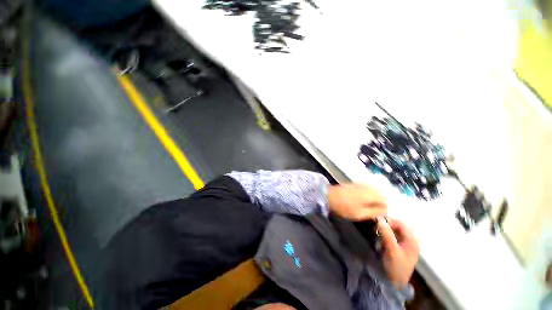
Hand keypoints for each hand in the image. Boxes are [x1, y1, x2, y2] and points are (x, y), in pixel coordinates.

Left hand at [327, 184, 386, 220]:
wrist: (328, 196)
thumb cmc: (344, 207)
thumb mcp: (360, 214)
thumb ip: (374, 212)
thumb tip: (385, 210)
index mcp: (371, 195)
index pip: (385, 200)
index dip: (385, 208)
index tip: (381, 215)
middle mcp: (368, 187)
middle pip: (381, 194)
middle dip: (381, 202)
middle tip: (376, 211)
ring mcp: (361, 184)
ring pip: (375, 190)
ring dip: (376, 197)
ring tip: (371, 206)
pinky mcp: (355, 183)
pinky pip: (367, 187)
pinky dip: (369, 193)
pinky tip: (365, 199)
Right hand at [378, 217, 418, 286]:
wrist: (394, 282)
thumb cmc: (396, 266)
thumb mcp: (392, 250)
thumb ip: (387, 234)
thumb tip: (379, 219)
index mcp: (412, 240)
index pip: (400, 223)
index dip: (388, 221)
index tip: (377, 223)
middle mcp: (409, 240)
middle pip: (396, 226)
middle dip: (385, 226)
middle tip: (375, 228)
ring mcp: (403, 244)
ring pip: (393, 230)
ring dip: (384, 231)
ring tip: (377, 234)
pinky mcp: (398, 247)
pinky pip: (390, 236)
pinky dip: (384, 235)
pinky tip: (380, 239)